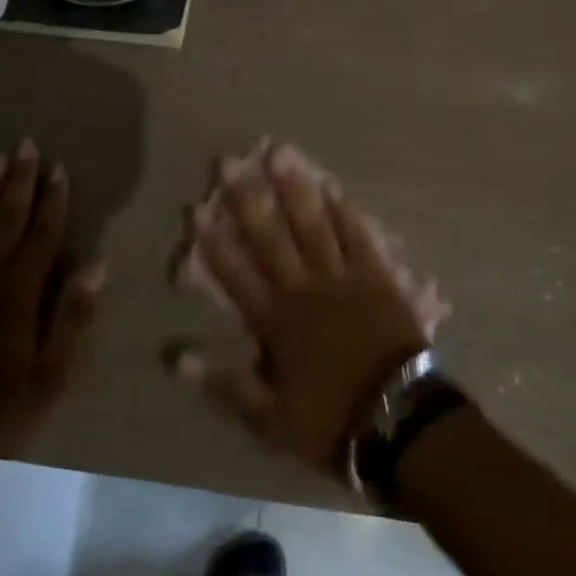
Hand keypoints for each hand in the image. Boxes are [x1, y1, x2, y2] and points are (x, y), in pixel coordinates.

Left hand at [0, 139, 104, 461]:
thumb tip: (96, 266)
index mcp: (19, 294)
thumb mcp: (53, 375)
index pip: (42, 236)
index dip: (53, 200)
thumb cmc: (3, 410)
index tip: (60, 169)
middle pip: (5, 219)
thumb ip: (72, 318)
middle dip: (19, 180)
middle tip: (25, 144)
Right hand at [168, 144, 428, 474]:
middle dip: (249, 199)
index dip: (214, 241)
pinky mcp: (376, 276)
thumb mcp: (268, 418)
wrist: (399, 420)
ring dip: (295, 190)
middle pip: (271, 237)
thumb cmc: (330, 420)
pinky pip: (358, 236)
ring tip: (281, 155)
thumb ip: (224, 383)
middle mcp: (304, 289)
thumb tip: (176, 357)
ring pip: (314, 225)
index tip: (197, 208)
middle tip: (232, 163)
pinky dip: (346, 211)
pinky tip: (333, 186)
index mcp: (275, 321)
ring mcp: (342, 277)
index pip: (235, 273)